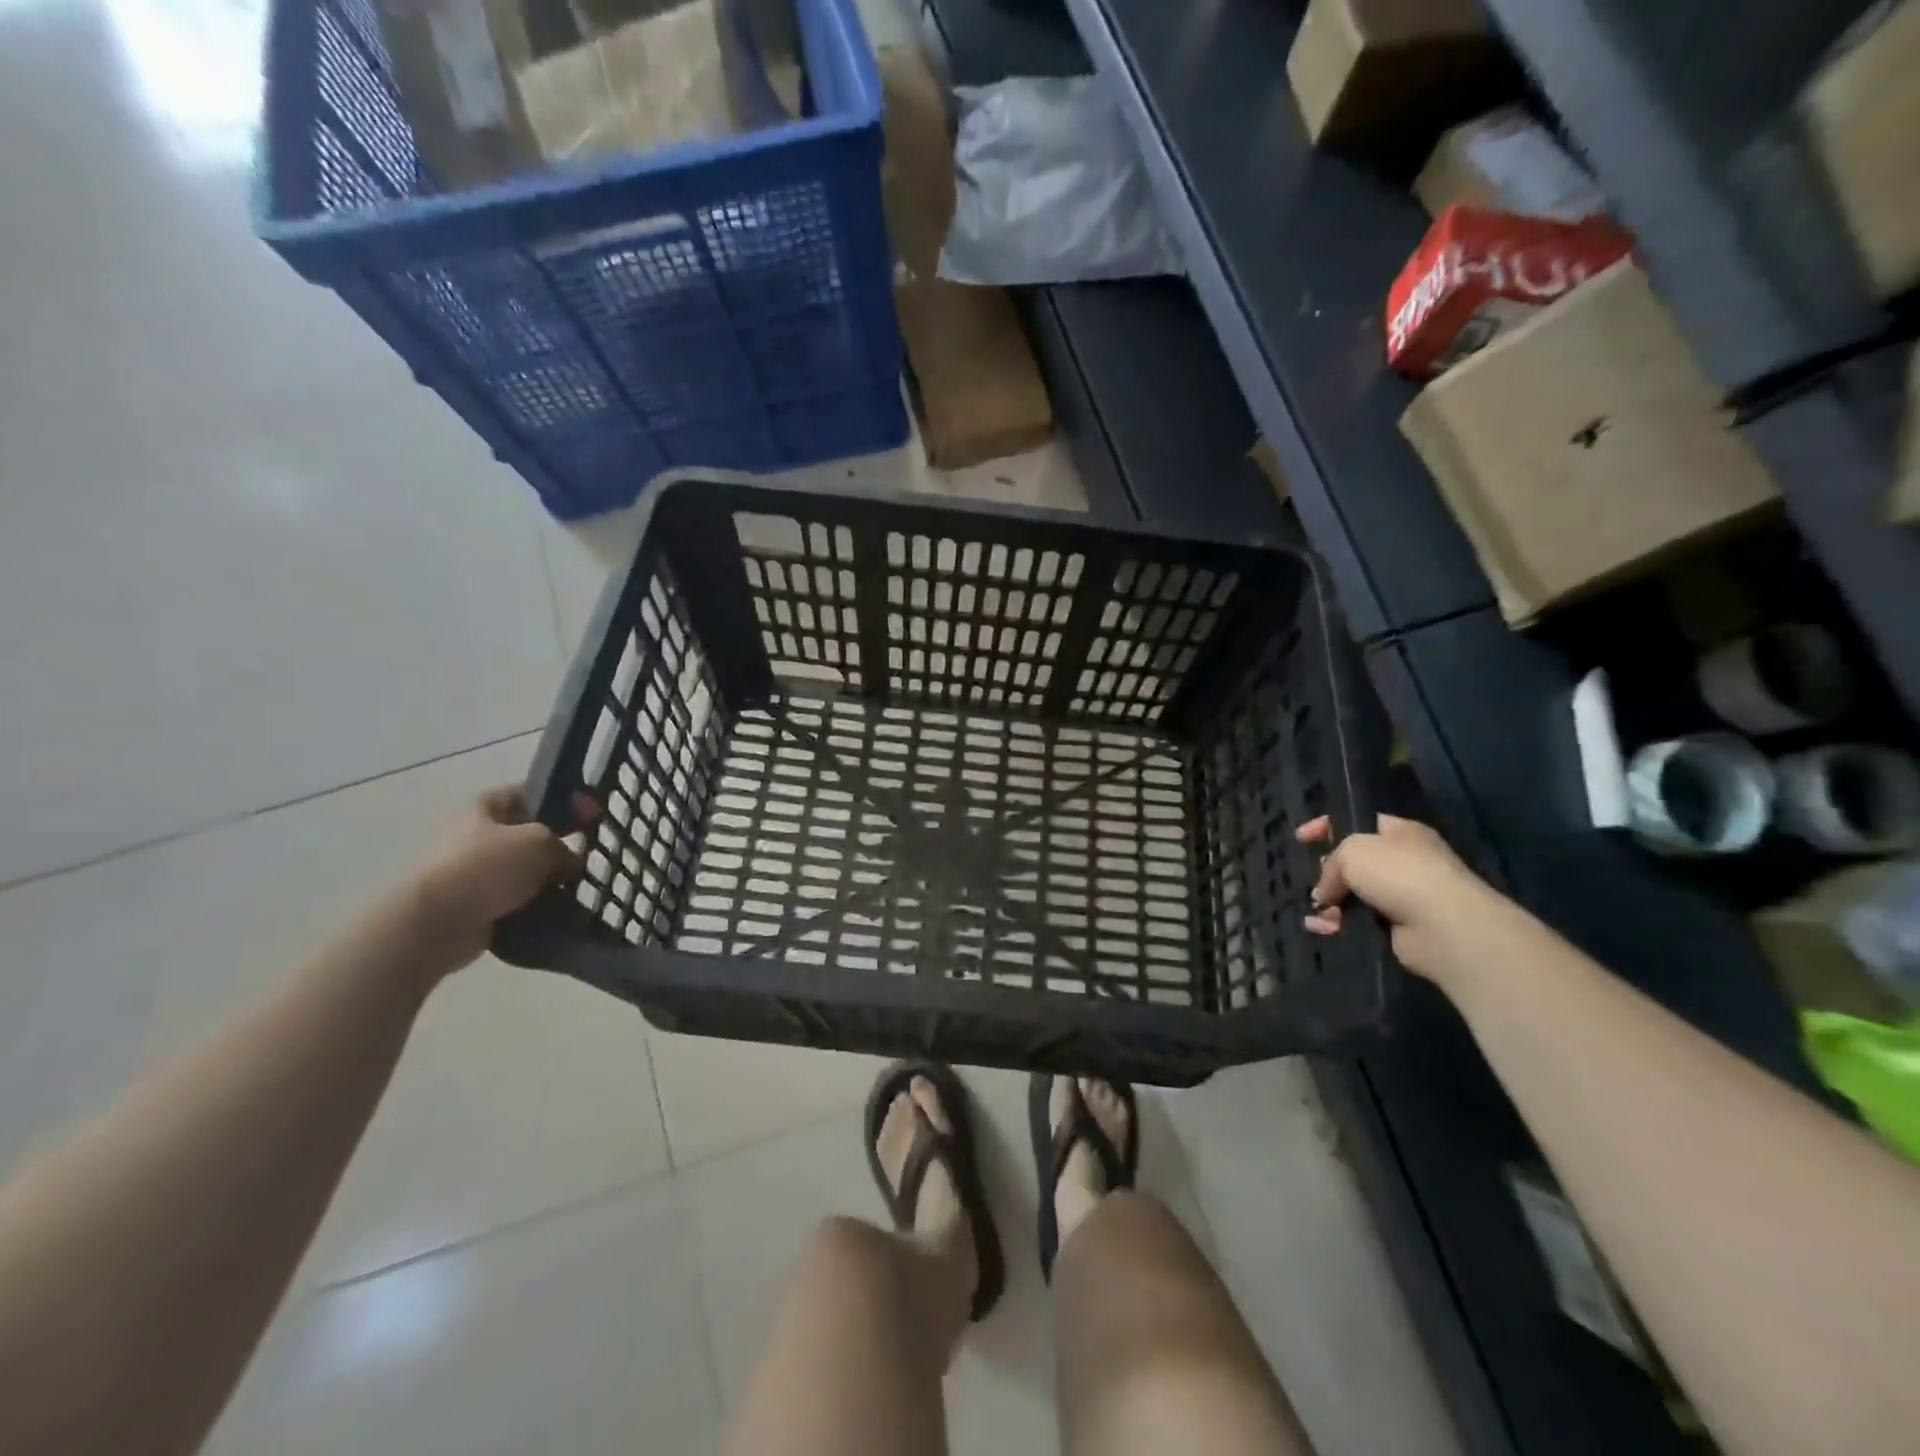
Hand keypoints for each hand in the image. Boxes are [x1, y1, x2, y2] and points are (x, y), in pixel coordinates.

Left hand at [410, 787, 596, 976]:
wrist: (436, 924)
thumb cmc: (487, 867)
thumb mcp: (541, 843)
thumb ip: (565, 846)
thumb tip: (569, 863)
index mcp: (486, 806)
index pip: (532, 793)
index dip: (566, 800)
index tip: (593, 816)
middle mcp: (475, 834)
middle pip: (529, 834)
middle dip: (558, 846)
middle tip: (585, 857)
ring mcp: (472, 871)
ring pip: (524, 870)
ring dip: (547, 880)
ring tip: (575, 889)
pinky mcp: (474, 904)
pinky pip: (515, 900)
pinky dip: (534, 905)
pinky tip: (556, 910)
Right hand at [1295, 814, 1508, 983]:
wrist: (1443, 926)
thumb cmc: (1399, 873)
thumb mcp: (1353, 851)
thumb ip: (1331, 864)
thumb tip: (1324, 893)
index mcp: (1400, 832)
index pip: (1357, 821)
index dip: (1327, 826)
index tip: (1301, 837)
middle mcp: (1404, 861)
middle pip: (1354, 861)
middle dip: (1327, 871)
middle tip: (1314, 879)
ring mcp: (1403, 896)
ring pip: (1353, 894)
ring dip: (1330, 903)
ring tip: (1317, 911)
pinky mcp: (1398, 928)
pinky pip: (1359, 922)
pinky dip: (1339, 925)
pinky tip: (1324, 929)